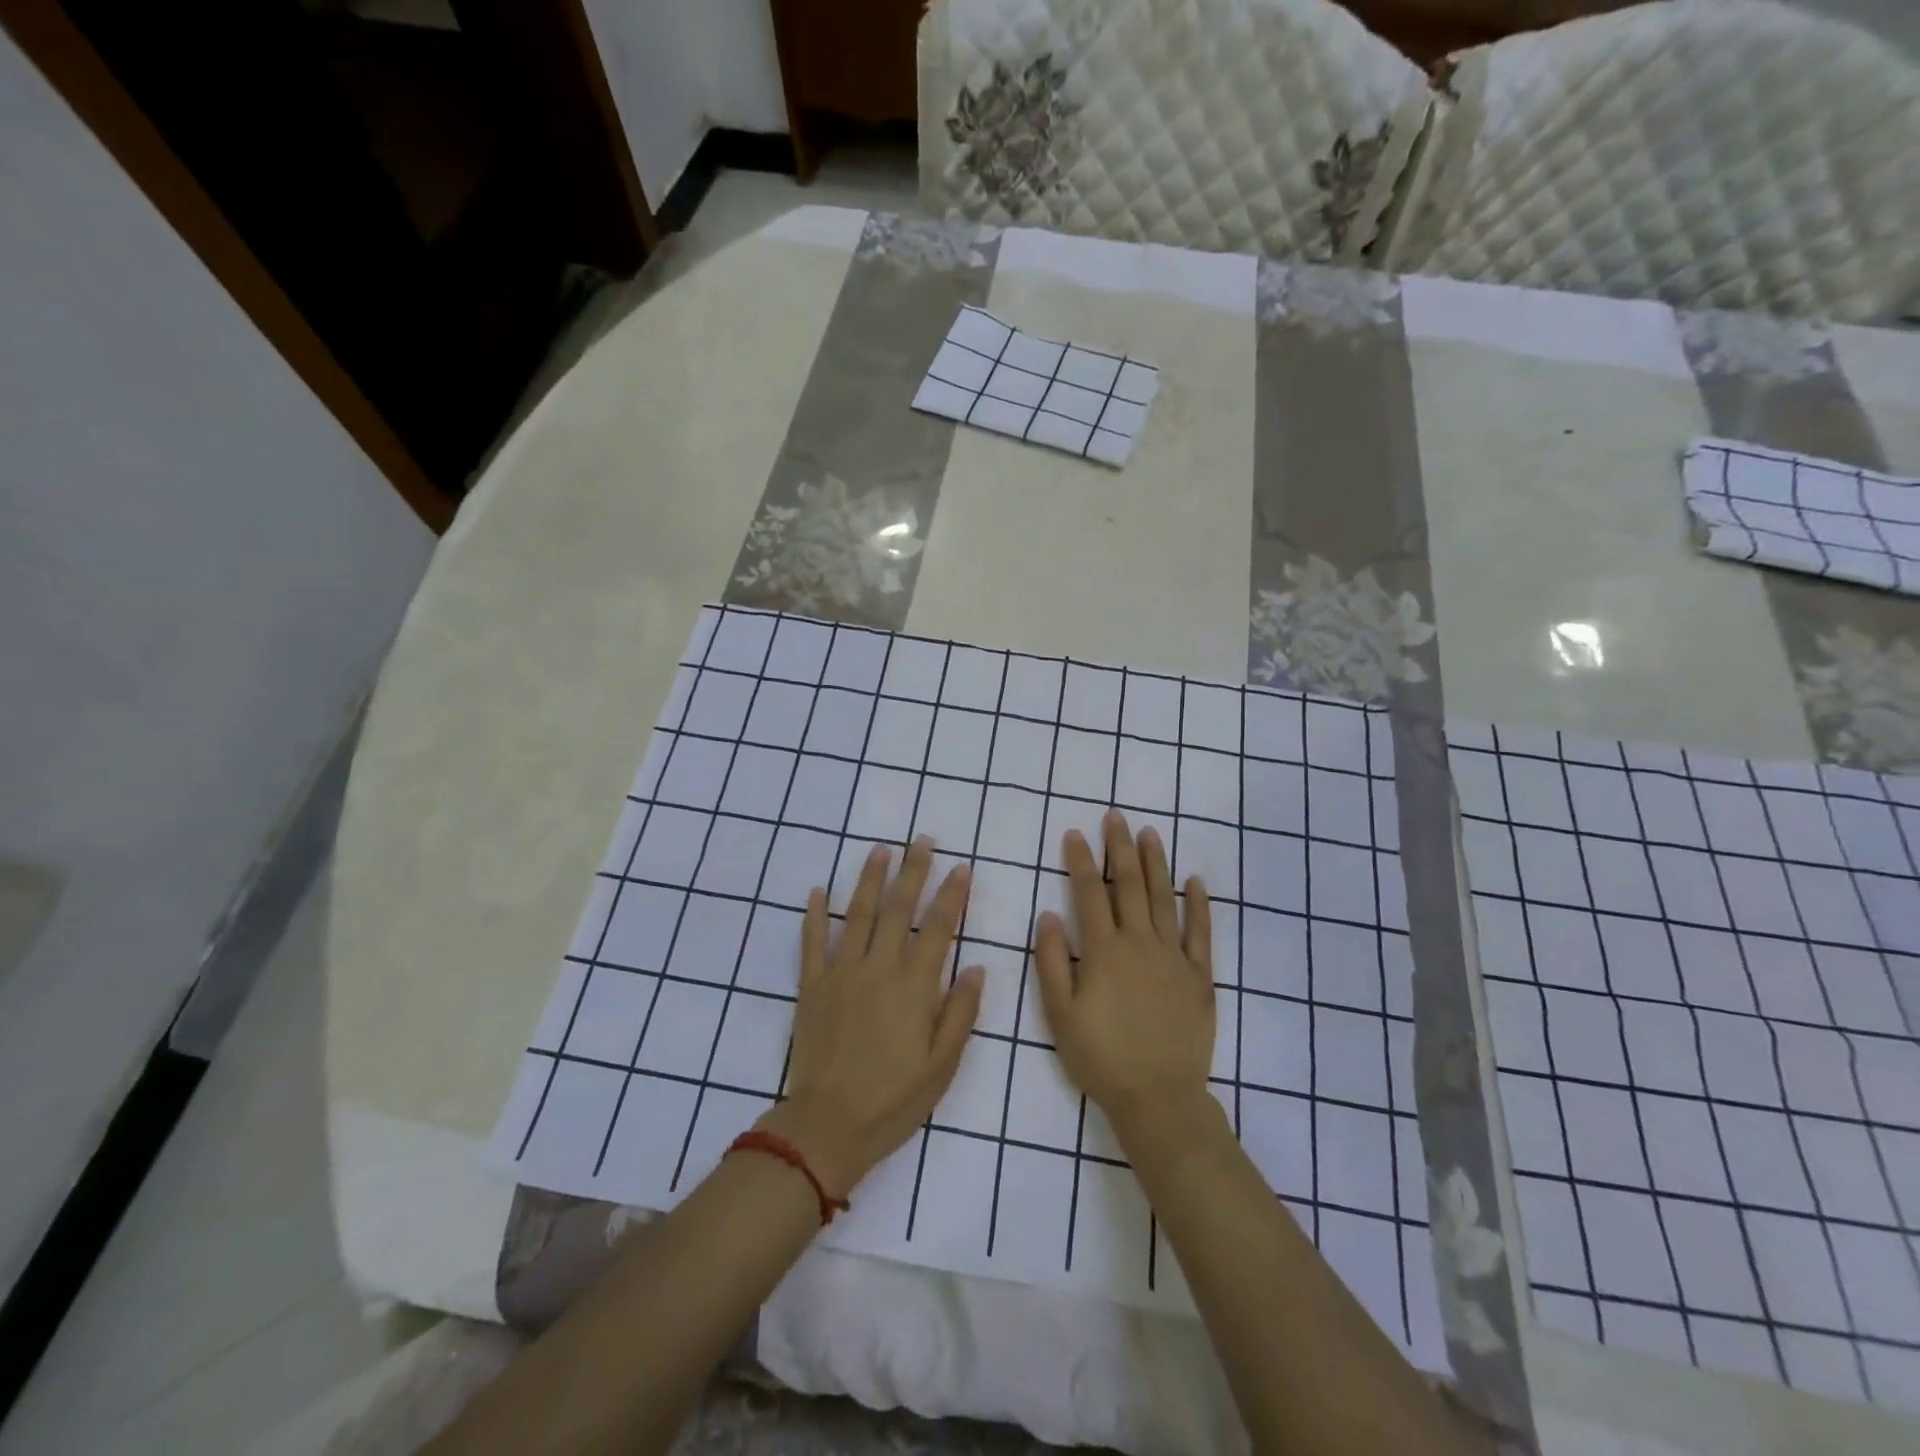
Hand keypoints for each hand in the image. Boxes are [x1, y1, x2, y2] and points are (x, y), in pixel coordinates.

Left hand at [757, 838, 982, 1199]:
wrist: (827, 1127)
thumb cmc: (893, 1099)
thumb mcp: (942, 1065)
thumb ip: (960, 1013)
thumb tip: (977, 969)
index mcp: (913, 985)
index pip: (937, 927)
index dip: (951, 895)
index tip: (961, 868)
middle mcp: (878, 967)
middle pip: (898, 908)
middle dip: (913, 870)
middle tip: (922, 840)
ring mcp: (841, 973)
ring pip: (857, 914)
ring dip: (869, 878)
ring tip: (880, 849)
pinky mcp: (812, 985)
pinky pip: (812, 942)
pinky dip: (814, 915)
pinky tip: (816, 890)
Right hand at [1034, 810, 1215, 1140]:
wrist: (1159, 1098)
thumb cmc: (1101, 1057)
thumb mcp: (1060, 1015)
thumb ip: (1052, 962)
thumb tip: (1048, 914)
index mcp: (1103, 952)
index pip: (1090, 894)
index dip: (1082, 861)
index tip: (1075, 833)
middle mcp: (1140, 944)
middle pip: (1129, 885)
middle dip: (1120, 848)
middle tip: (1115, 816)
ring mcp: (1174, 957)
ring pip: (1165, 898)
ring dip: (1156, 863)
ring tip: (1150, 833)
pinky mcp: (1200, 975)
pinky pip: (1201, 932)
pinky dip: (1199, 904)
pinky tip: (1195, 880)